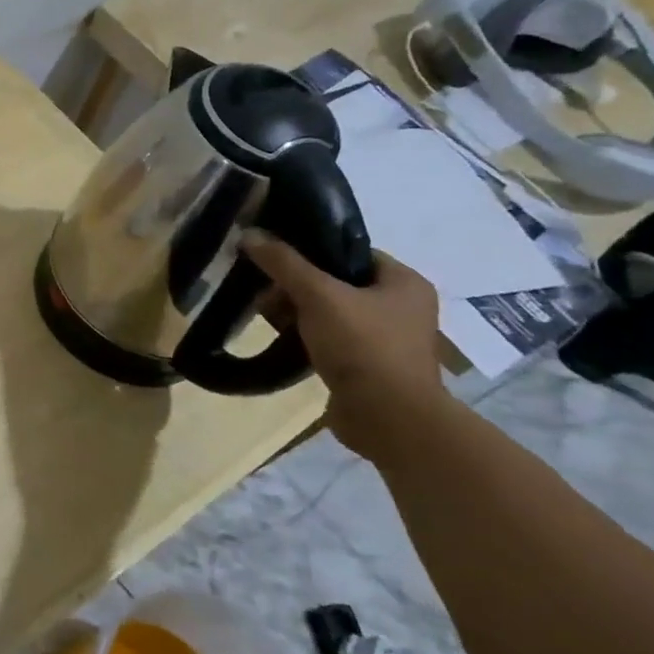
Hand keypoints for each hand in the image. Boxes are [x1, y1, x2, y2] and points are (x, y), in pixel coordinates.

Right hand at [241, 229, 446, 443]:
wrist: (388, 419)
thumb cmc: (363, 347)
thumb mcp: (318, 295)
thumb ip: (284, 263)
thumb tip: (249, 233)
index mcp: (405, 283)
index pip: (351, 252)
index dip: (312, 251)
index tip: (276, 258)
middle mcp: (402, 308)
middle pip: (337, 282)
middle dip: (298, 287)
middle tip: (266, 292)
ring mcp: (388, 341)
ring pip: (331, 313)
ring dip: (299, 314)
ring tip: (268, 316)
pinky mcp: (370, 368)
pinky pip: (332, 341)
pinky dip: (308, 338)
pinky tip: (284, 341)